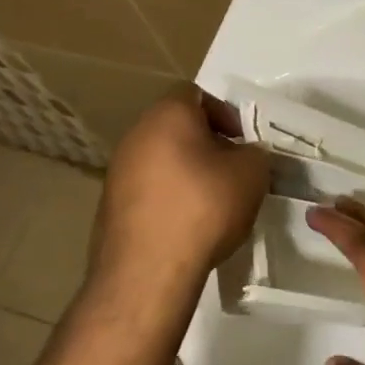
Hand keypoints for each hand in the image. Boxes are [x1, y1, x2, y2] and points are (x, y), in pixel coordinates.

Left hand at [87, 87, 268, 328]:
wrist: (148, 271)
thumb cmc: (204, 207)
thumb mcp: (252, 174)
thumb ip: (254, 153)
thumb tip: (245, 155)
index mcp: (168, 115)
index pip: (195, 93)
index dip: (224, 112)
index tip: (242, 141)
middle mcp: (136, 134)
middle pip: (176, 126)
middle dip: (206, 144)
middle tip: (231, 170)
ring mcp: (117, 171)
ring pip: (161, 158)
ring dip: (186, 172)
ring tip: (212, 201)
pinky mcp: (109, 205)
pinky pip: (148, 189)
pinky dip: (168, 197)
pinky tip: (187, 225)